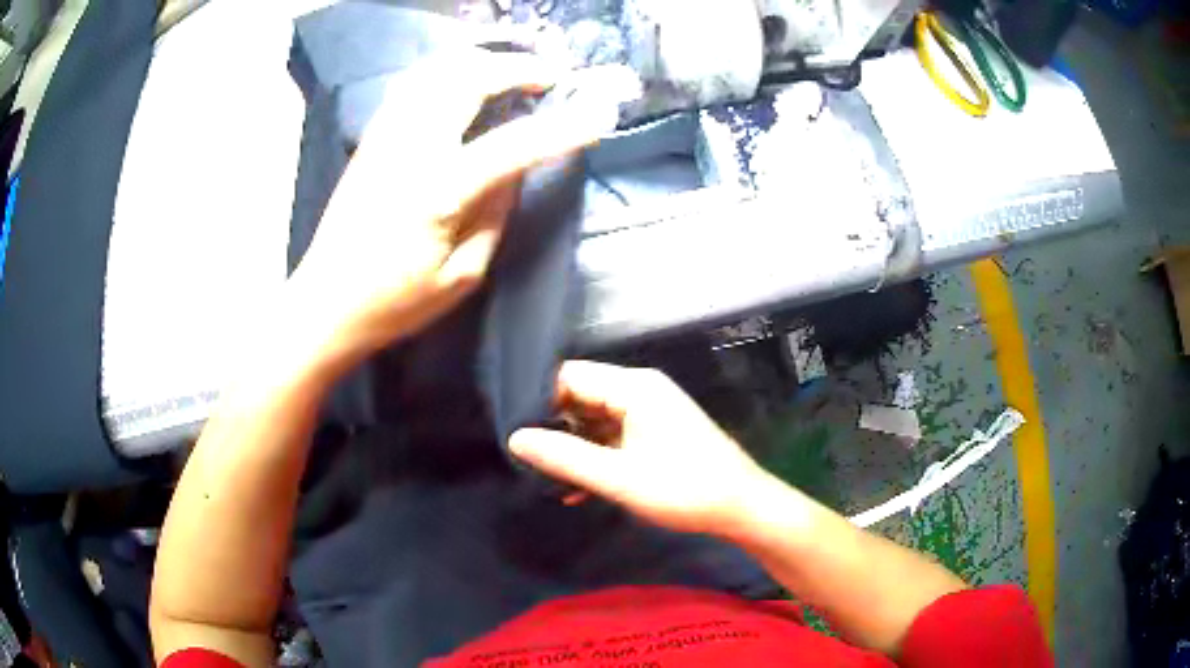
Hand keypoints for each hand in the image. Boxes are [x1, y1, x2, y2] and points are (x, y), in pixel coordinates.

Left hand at [283, 50, 603, 373]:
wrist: (325, 302)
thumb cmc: (394, 303)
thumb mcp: (462, 276)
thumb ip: (495, 215)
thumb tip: (515, 170)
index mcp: (438, 191)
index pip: (513, 144)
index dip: (563, 127)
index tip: (600, 114)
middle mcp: (410, 149)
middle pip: (468, 80)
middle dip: (518, 68)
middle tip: (552, 75)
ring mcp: (385, 137)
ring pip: (437, 71)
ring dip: (482, 61)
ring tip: (514, 70)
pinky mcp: (372, 139)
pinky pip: (413, 84)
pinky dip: (446, 71)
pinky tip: (465, 79)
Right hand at [509, 361, 771, 534]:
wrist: (742, 508)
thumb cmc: (684, 489)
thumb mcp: (619, 477)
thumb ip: (565, 457)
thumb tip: (515, 439)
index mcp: (634, 387)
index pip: (569, 377)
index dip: (538, 401)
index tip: (514, 432)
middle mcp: (640, 390)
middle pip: (581, 396)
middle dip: (553, 427)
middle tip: (524, 460)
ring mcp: (650, 411)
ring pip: (594, 420)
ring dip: (573, 448)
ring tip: (545, 479)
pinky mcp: (655, 432)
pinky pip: (613, 436)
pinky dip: (594, 458)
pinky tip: (577, 490)